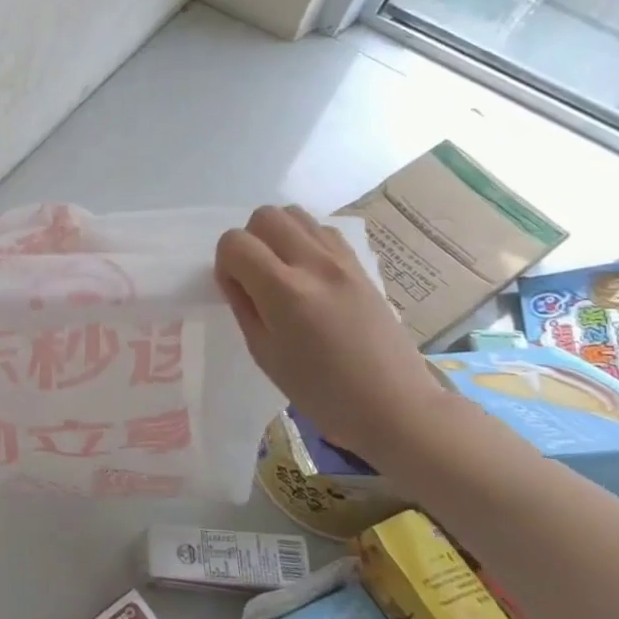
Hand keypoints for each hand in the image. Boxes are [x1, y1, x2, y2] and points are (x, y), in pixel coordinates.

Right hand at [215, 205, 454, 463]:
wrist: (393, 404)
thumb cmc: (320, 391)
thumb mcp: (264, 352)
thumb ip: (244, 306)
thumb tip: (235, 277)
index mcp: (284, 292)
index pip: (235, 243)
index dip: (225, 263)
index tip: (235, 290)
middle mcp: (314, 265)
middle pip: (265, 216)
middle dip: (249, 240)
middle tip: (255, 276)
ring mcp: (342, 261)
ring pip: (296, 214)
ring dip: (278, 235)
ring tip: (281, 271)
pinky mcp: (361, 265)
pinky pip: (323, 230)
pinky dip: (305, 240)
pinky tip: (307, 273)